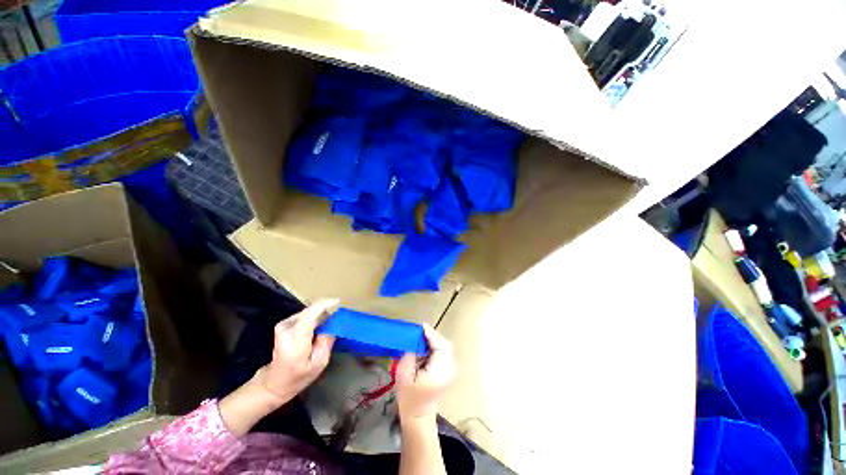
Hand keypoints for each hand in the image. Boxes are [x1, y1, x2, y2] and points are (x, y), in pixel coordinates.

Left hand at [256, 299, 337, 404]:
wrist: (274, 382)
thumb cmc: (298, 377)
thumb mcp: (319, 363)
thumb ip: (327, 341)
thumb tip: (332, 323)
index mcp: (296, 340)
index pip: (310, 314)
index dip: (325, 304)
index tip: (338, 302)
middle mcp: (287, 328)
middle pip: (312, 311)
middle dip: (325, 315)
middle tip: (333, 327)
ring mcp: (283, 324)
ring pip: (309, 312)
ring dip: (319, 318)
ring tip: (322, 333)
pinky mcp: (283, 324)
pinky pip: (305, 315)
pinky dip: (313, 320)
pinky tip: (314, 332)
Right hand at [396, 324, 454, 420]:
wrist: (418, 417)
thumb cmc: (409, 398)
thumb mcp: (404, 374)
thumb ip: (410, 354)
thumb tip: (415, 341)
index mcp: (440, 370)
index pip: (440, 345)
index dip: (431, 334)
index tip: (421, 326)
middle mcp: (449, 368)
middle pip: (444, 345)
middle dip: (432, 336)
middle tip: (419, 332)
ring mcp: (450, 370)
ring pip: (445, 347)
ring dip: (434, 340)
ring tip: (421, 337)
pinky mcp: (447, 370)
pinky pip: (443, 352)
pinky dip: (435, 346)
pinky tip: (425, 346)